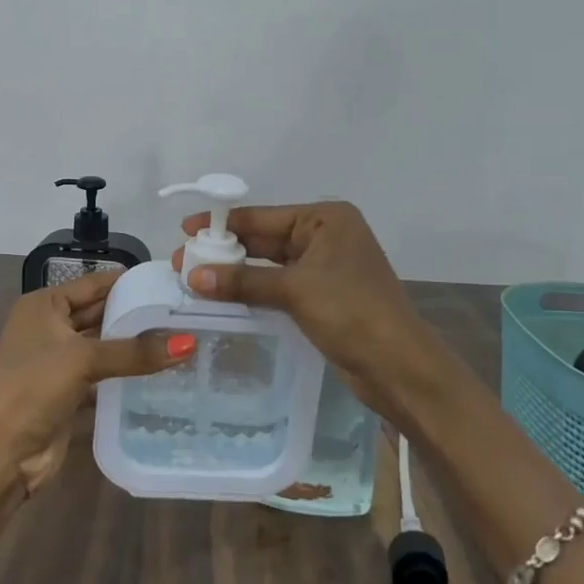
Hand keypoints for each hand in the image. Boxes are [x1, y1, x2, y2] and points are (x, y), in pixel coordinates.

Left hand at [0, 268, 192, 559]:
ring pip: (103, 348)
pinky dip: (126, 376)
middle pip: (100, 315)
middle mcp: (49, 328)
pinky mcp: (67, 395)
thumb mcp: (82, 360)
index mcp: (44, 305)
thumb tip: (189, 343)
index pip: (94, 284)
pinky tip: (161, 374)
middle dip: (136, 316)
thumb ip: (134, 352)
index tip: (171, 282)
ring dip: (133, 348)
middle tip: (184, 313)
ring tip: (182, 340)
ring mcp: (57, 363)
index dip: (129, 282)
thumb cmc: (32, 388)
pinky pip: (103, 377)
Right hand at [171, 201, 456, 427]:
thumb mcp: (295, 290)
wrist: (400, 367)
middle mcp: (326, 235)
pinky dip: (254, 289)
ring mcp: (326, 267)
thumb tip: (192, 275)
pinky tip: (225, 296)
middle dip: (226, 250)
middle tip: (183, 261)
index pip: (263, 215)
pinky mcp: (323, 296)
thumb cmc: (352, 312)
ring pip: (270, 264)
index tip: (185, 229)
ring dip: (237, 272)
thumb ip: (243, 280)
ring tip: (195, 279)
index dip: (223, 223)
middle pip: (265, 238)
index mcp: (326, 219)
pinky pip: (279, 285)